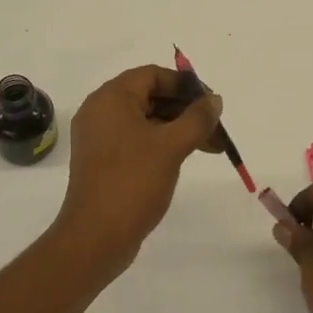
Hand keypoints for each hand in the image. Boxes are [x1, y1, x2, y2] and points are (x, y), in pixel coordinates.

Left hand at [50, 65, 222, 275]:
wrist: (96, 236)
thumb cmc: (133, 182)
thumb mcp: (172, 146)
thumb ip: (197, 118)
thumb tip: (214, 100)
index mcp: (111, 98)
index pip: (153, 75)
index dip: (185, 85)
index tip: (211, 103)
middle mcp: (100, 111)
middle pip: (150, 96)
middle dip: (186, 109)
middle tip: (216, 128)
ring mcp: (100, 137)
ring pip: (146, 120)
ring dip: (179, 128)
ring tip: (212, 146)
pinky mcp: (103, 160)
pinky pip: (137, 139)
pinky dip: (162, 142)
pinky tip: (185, 156)